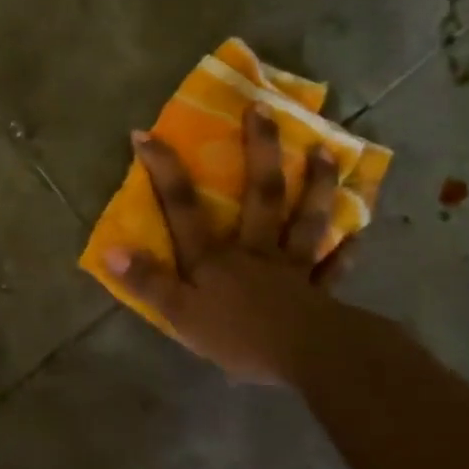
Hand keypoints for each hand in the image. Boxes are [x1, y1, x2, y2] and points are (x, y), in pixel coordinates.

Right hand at [102, 110, 368, 387]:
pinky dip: (346, 251)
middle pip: (260, 195)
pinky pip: (333, 267)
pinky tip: (358, 234)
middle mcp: (255, 250)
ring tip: (326, 151)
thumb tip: (111, 249)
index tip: (146, 134)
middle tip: (264, 111)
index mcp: (215, 256)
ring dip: (316, 185)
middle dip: (259, 151)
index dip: (163, 170)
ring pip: (304, 219)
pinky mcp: (320, 292)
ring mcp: (292, 267)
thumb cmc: (239, 336)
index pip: (183, 207)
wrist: (308, 358)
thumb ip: (147, 281)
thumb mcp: (180, 313)